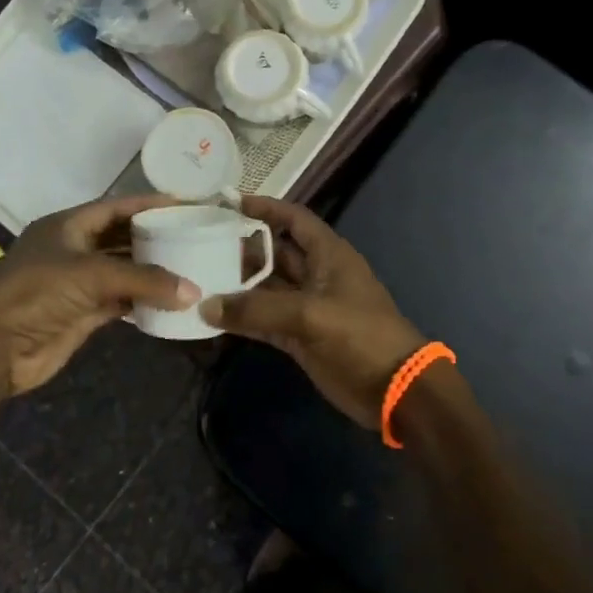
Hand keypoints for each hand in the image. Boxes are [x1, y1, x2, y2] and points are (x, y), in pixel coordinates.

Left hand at [0, 194, 197, 394]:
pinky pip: (120, 301)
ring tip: (189, 267)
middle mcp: (73, 249)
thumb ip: (144, 280)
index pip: (116, 207)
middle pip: (121, 238)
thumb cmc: (37, 292)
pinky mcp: (81, 313)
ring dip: (151, 272)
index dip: (149, 205)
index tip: (184, 204)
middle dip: (154, 238)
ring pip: (122, 272)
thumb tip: (193, 290)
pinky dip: (142, 300)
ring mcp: (77, 283)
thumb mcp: (92, 275)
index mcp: (68, 225)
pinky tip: (169, 300)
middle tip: (193, 236)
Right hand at [199, 197, 423, 429]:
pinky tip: (212, 318)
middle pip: (274, 252)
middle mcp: (315, 274)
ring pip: (266, 288)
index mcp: (328, 254)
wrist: (395, 389)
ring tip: (198, 277)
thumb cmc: (360, 335)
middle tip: (200, 244)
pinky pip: (264, 321)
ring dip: (237, 285)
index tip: (228, 204)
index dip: (264, 208)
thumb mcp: (310, 315)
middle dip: (242, 247)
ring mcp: (306, 306)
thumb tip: (206, 306)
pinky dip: (242, 319)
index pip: (292, 218)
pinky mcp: (299, 336)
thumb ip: (258, 309)